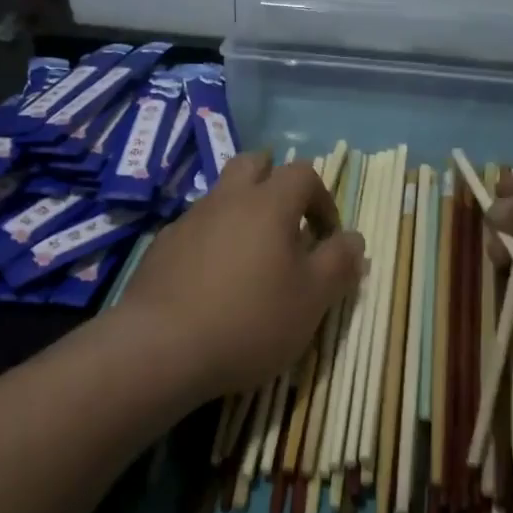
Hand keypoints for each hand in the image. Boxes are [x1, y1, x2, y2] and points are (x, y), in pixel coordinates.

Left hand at [113, 152, 364, 404]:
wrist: (160, 348)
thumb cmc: (249, 319)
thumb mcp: (312, 299)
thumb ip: (338, 263)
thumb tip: (353, 238)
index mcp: (268, 203)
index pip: (303, 173)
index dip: (322, 199)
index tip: (326, 238)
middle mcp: (227, 199)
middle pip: (253, 164)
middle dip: (275, 184)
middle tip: (287, 226)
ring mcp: (189, 220)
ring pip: (222, 196)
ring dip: (242, 214)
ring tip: (251, 262)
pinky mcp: (162, 247)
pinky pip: (196, 229)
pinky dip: (212, 242)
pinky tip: (213, 284)